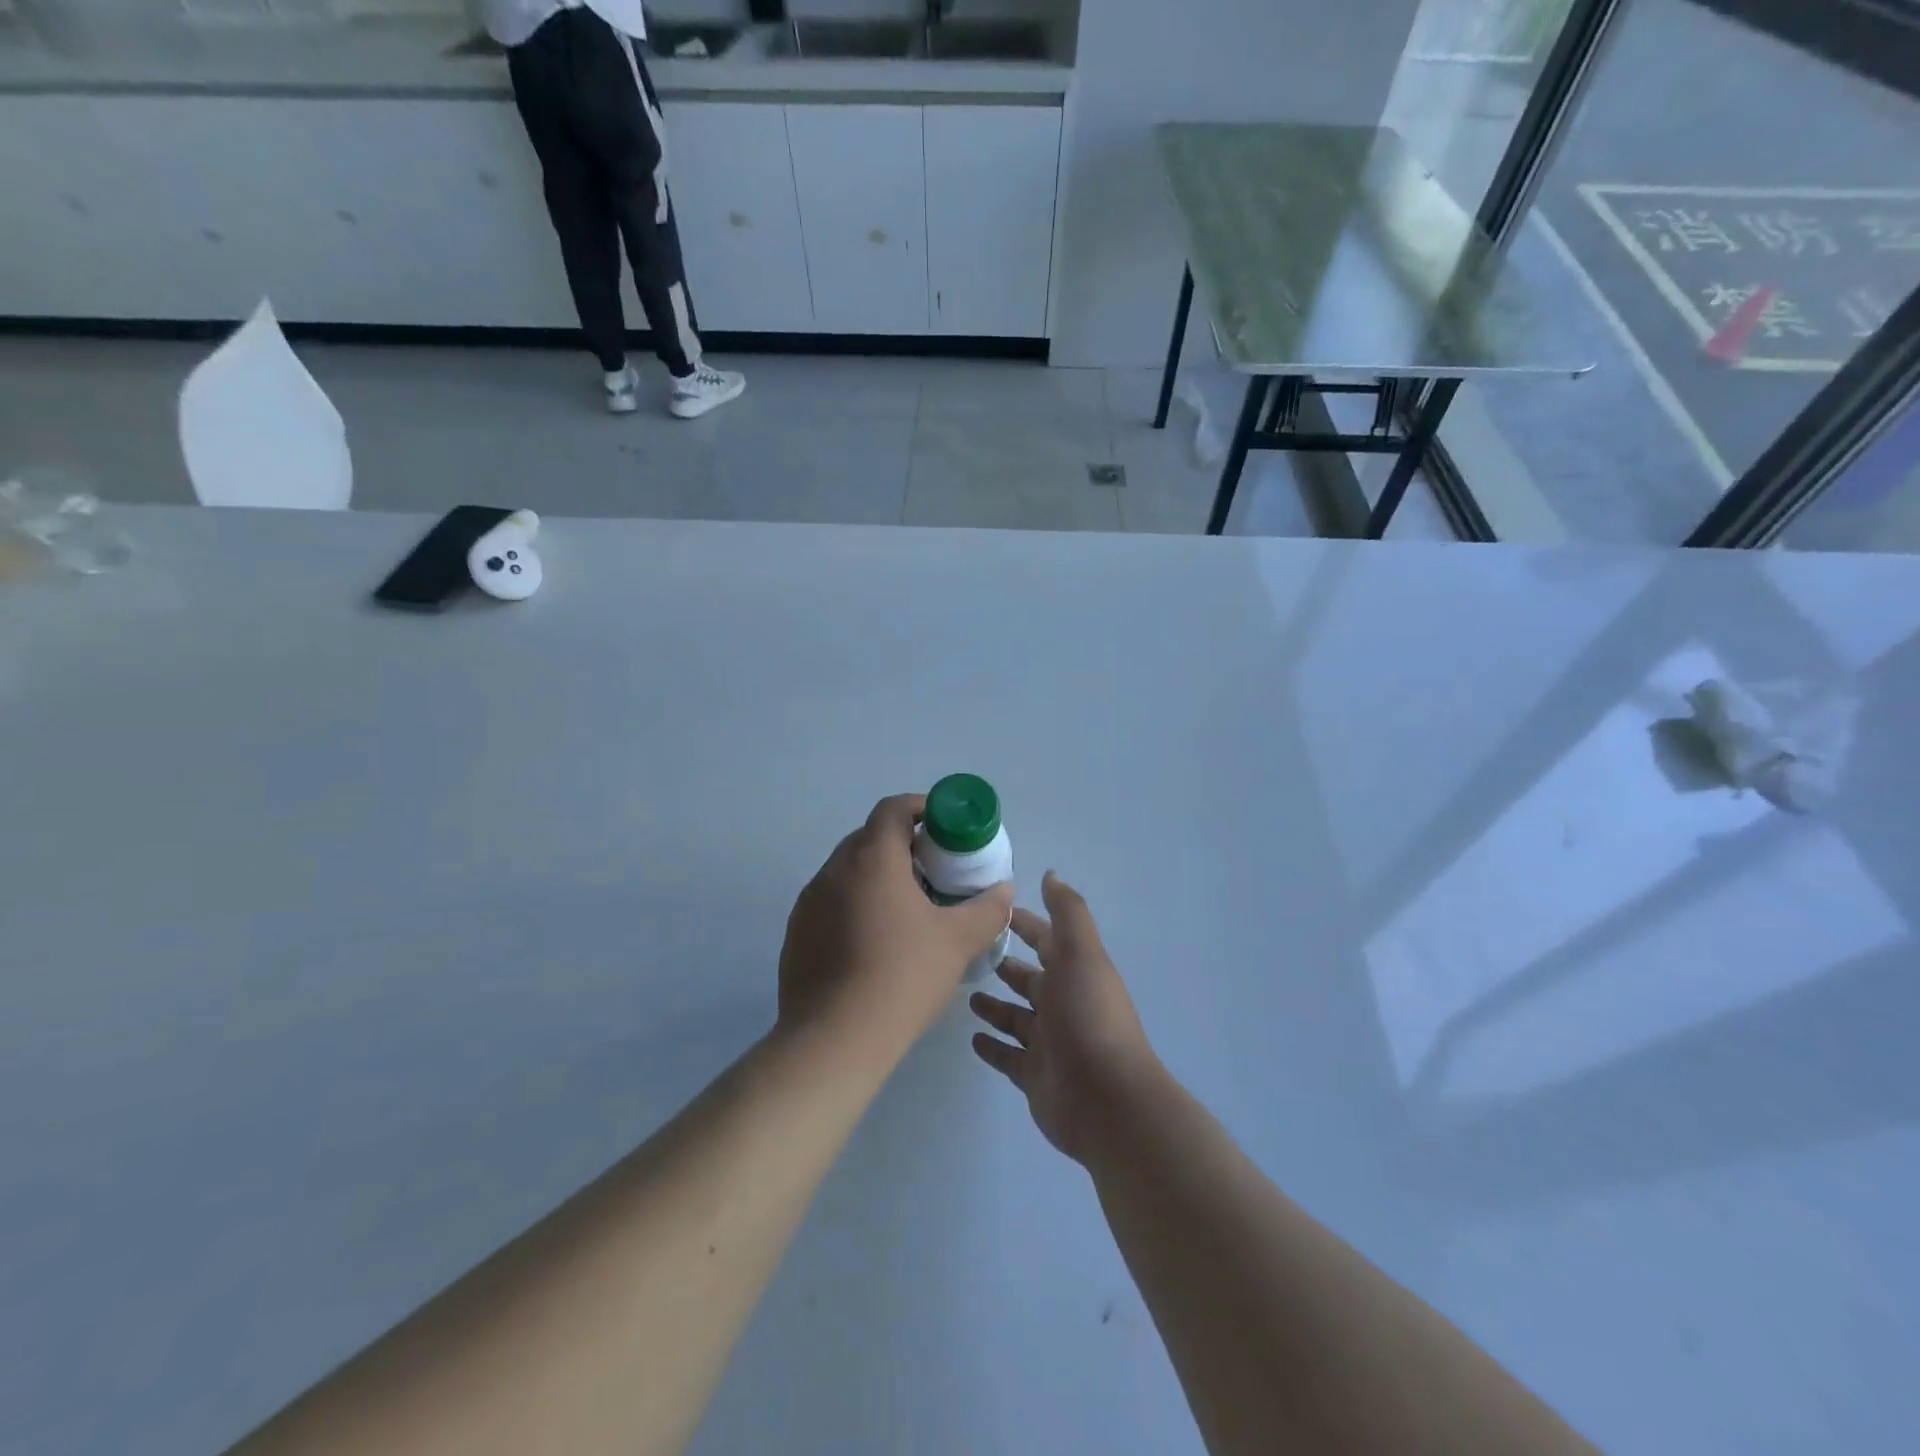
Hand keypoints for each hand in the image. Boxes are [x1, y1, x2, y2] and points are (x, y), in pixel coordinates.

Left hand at [779, 793, 1013, 1056]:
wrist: (834, 1040)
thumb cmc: (903, 977)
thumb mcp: (958, 941)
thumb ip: (987, 908)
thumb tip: (1003, 890)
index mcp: (873, 859)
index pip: (893, 808)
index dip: (921, 808)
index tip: (945, 827)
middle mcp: (834, 870)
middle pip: (870, 838)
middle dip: (903, 845)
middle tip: (933, 872)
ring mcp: (809, 902)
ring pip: (848, 872)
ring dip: (877, 877)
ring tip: (906, 910)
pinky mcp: (796, 933)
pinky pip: (830, 903)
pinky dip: (854, 906)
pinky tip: (873, 944)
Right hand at [969, 872, 1160, 1163]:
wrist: (1106, 1099)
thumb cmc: (1088, 1016)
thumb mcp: (1081, 954)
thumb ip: (1067, 913)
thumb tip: (1051, 874)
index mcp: (1074, 972)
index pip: (1046, 940)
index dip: (1026, 924)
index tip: (995, 910)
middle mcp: (1062, 1004)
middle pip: (1030, 979)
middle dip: (1007, 965)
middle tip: (969, 953)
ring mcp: (1048, 1042)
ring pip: (1016, 1017)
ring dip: (995, 1005)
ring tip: (965, 993)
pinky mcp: (1034, 1076)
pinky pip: (1007, 1056)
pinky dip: (992, 1046)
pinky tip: (972, 1038)